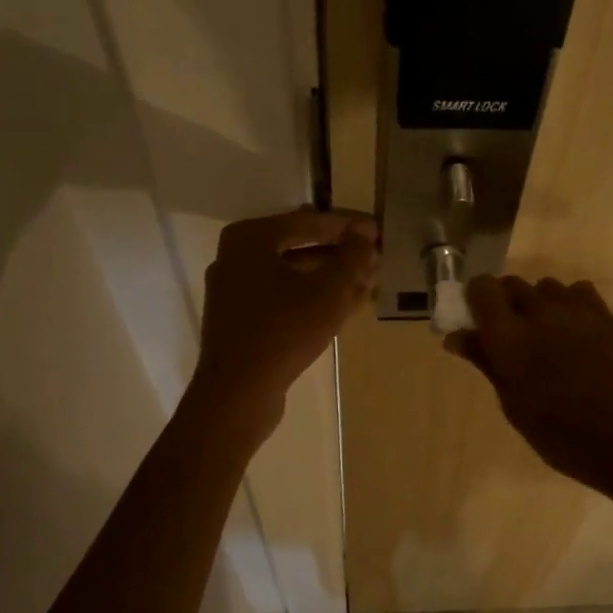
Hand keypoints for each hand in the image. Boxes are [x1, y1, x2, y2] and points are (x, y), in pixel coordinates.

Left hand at [190, 211, 378, 434]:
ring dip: (331, 278)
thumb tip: (364, 234)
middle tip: (375, 259)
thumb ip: (352, 256)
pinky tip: (344, 308)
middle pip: (300, 247)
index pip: (309, 221)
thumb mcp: (330, 290)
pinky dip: (313, 299)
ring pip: (293, 276)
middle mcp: (236, 257)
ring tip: (367, 284)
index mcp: (251, 238)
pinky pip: (283, 299)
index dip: (348, 226)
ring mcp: (235, 291)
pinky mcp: (240, 321)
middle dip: (341, 254)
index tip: (378, 231)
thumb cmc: (284, 330)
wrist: (238, 392)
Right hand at [446, 275, 612, 500]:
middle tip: (509, 335)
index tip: (476, 320)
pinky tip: (574, 331)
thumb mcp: (515, 407)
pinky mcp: (607, 316)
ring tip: (545, 335)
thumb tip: (456, 337)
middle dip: (504, 303)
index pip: (482, 288)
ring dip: (537, 303)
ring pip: (545, 287)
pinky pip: (578, 292)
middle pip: (512, 284)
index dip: (475, 298)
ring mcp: (577, 311)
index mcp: (509, 338)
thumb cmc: (563, 437)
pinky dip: (569, 303)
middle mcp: (540, 313)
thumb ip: (486, 363)